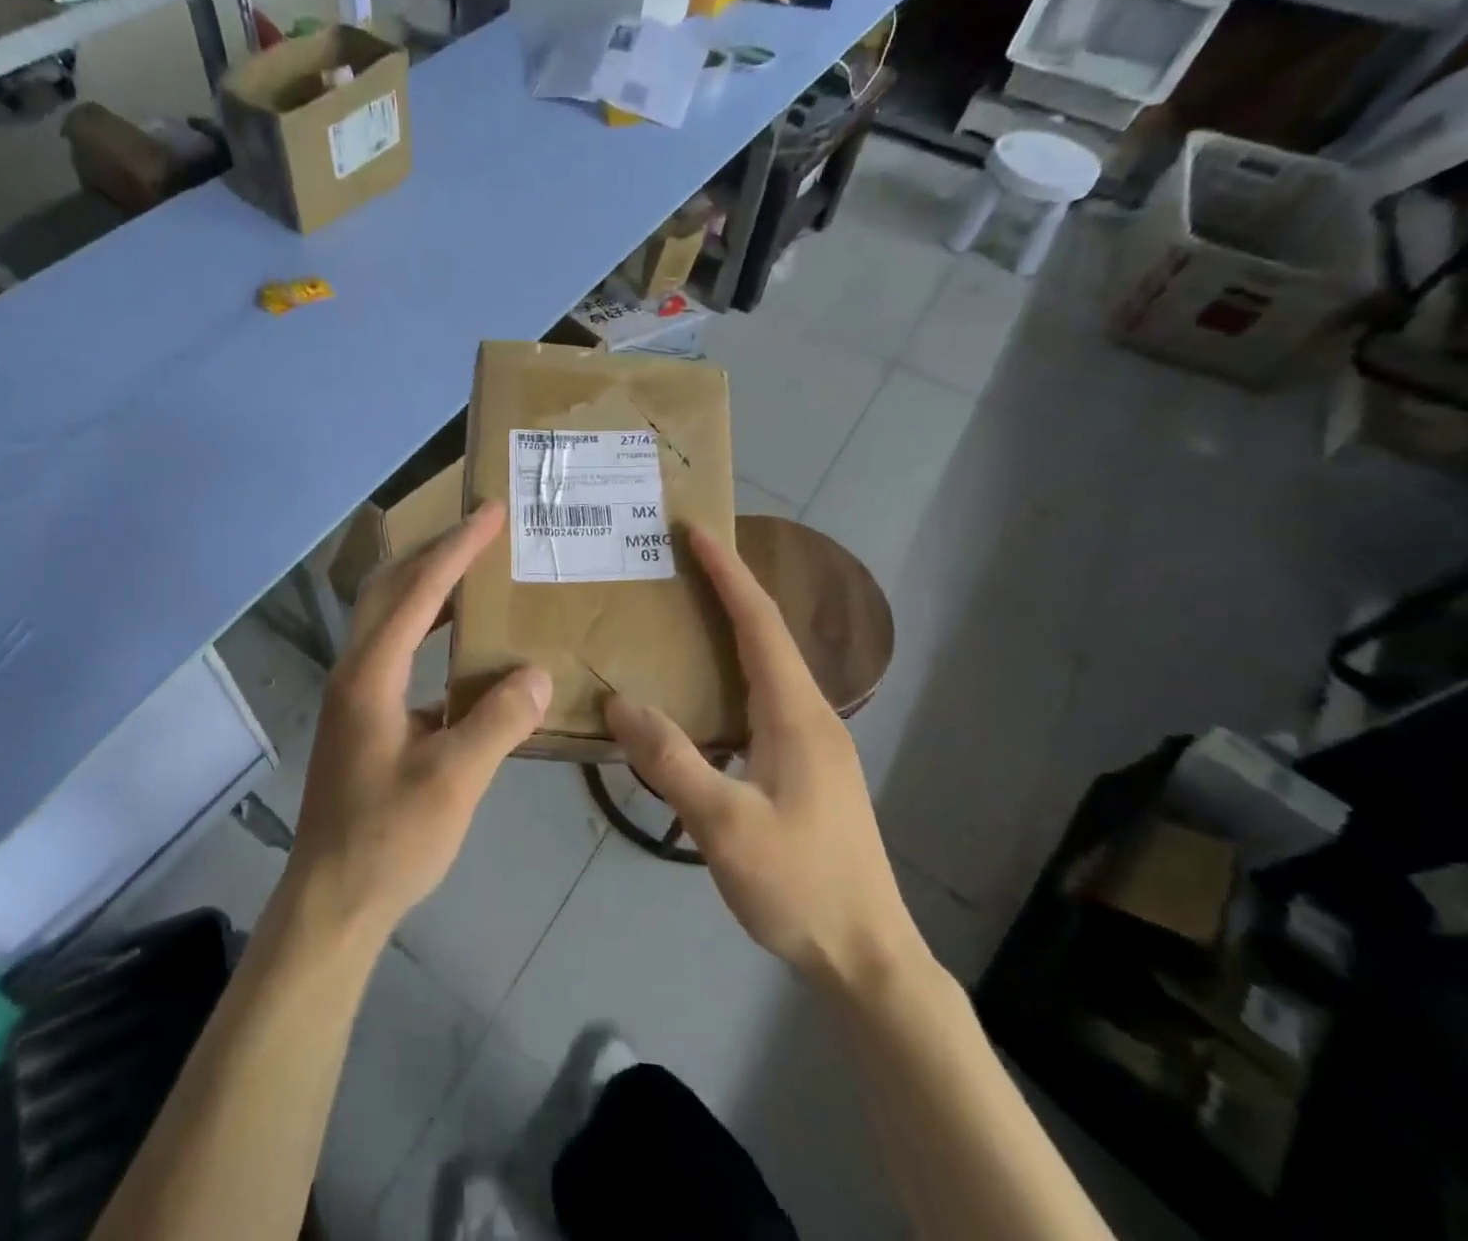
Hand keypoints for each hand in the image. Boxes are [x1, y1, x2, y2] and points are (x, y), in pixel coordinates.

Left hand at [284, 501, 552, 945]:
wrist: (333, 899)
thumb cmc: (390, 838)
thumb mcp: (455, 780)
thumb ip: (498, 721)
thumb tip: (536, 672)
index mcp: (371, 674)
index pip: (418, 591)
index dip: (456, 548)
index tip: (491, 514)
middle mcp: (356, 670)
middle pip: (391, 588)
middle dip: (436, 553)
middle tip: (483, 532)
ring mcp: (356, 693)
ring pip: (390, 617)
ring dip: (430, 587)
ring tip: (477, 573)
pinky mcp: (364, 715)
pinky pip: (398, 649)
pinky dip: (429, 628)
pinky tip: (463, 645)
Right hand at [605, 525, 922, 994]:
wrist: (867, 955)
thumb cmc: (800, 885)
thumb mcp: (726, 826)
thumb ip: (672, 761)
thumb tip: (621, 703)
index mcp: (796, 714)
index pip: (759, 623)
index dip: (728, 574)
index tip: (696, 532)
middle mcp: (810, 715)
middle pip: (767, 634)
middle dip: (728, 589)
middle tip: (679, 562)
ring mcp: (813, 742)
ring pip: (767, 666)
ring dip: (732, 628)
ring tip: (685, 611)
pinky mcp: (807, 766)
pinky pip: (764, 697)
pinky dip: (732, 670)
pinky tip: (704, 690)